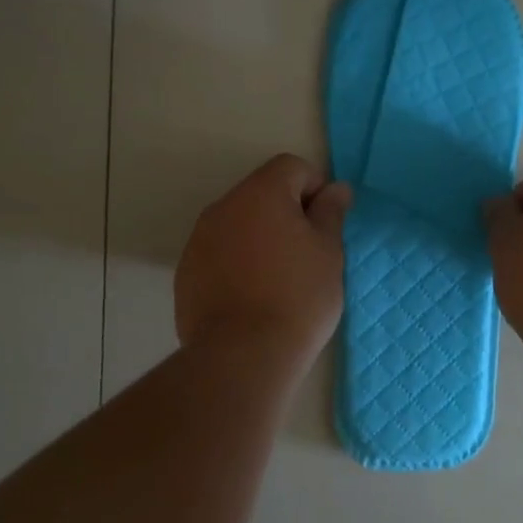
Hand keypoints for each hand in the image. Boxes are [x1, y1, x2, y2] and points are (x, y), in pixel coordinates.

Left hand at [175, 154, 352, 362]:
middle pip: (262, 192)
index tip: (326, 225)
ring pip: (240, 223)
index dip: (315, 188)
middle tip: (309, 253)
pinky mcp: (186, 272)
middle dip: (287, 212)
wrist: (243, 355)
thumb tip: (336, 189)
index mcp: (261, 193)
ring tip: (280, 278)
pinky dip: (239, 262)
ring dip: (261, 237)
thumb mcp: (328, 252)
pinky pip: (220, 252)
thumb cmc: (298, 296)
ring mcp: (199, 240)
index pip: (291, 167)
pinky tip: (253, 296)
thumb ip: (331, 213)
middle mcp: (224, 206)